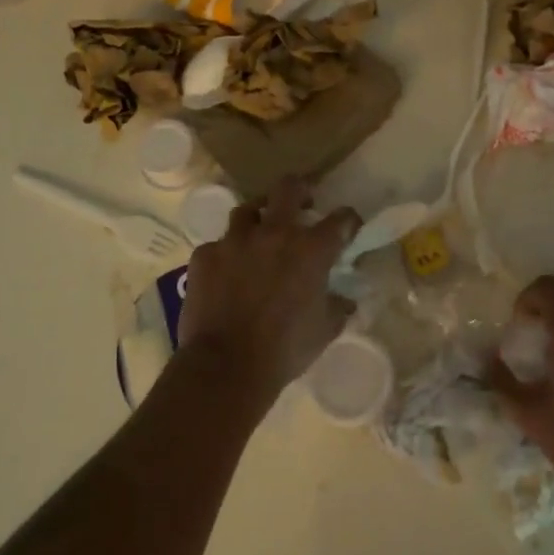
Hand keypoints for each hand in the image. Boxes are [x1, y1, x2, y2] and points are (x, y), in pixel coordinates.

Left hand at [177, 176, 359, 413]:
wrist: (225, 366)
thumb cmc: (285, 349)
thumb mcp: (325, 330)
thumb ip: (338, 306)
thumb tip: (346, 298)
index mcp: (311, 249)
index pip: (341, 219)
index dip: (349, 220)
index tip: (349, 227)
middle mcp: (274, 233)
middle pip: (289, 188)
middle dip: (300, 190)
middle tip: (302, 204)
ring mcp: (235, 241)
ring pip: (247, 210)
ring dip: (258, 218)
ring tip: (259, 234)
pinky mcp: (204, 255)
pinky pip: (218, 245)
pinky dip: (226, 255)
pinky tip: (226, 272)